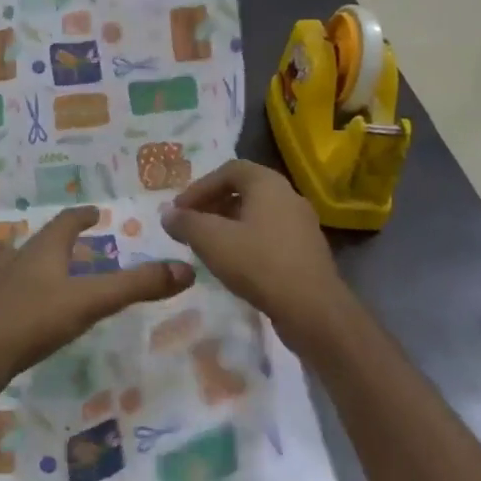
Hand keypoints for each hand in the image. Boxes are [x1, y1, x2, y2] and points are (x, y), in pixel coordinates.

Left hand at [0, 207, 192, 397]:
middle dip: (49, 238)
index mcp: (44, 252)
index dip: (80, 217)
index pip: (65, 223)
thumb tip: (184, 270)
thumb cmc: (36, 320)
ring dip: (11, 256)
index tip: (92, 213)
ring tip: (11, 252)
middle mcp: (17, 262)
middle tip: (60, 239)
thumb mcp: (92, 301)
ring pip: (2, 263)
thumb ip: (136, 286)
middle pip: (33, 241)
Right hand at [161, 160, 348, 351]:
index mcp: (268, 184)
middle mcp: (289, 196)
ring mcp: (302, 225)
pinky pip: (270, 236)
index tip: (180, 210)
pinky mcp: (306, 253)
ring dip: (228, 225)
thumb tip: (167, 214)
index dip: (200, 186)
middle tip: (190, 226)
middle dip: (212, 205)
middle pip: (244, 190)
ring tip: (207, 246)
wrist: (313, 311)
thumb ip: (185, 223)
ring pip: (257, 215)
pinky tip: (234, 265)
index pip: (229, 170)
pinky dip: (247, 242)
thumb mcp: (211, 240)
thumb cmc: (259, 263)